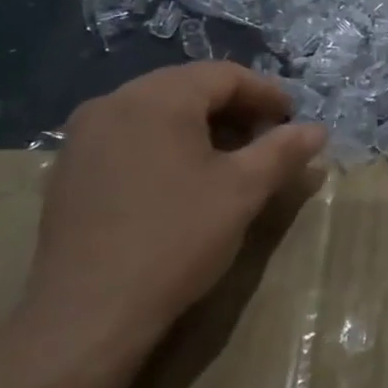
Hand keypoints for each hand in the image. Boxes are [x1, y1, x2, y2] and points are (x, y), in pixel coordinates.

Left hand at [23, 64, 326, 363]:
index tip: (293, 120)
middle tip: (268, 140)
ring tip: (231, 160)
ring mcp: (83, 136)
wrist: (88, 313)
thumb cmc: (176, 238)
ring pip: (157, 111)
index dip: (266, 93)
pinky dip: (166, 144)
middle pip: (188, 88)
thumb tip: (317, 130)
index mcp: (157, 98)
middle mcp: (113, 103)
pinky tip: (183, 180)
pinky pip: (130, 137)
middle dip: (235, 109)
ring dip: (201, 126)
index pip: (224, 75)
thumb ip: (283, 151)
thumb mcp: (243, 191)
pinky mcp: (70, 169)